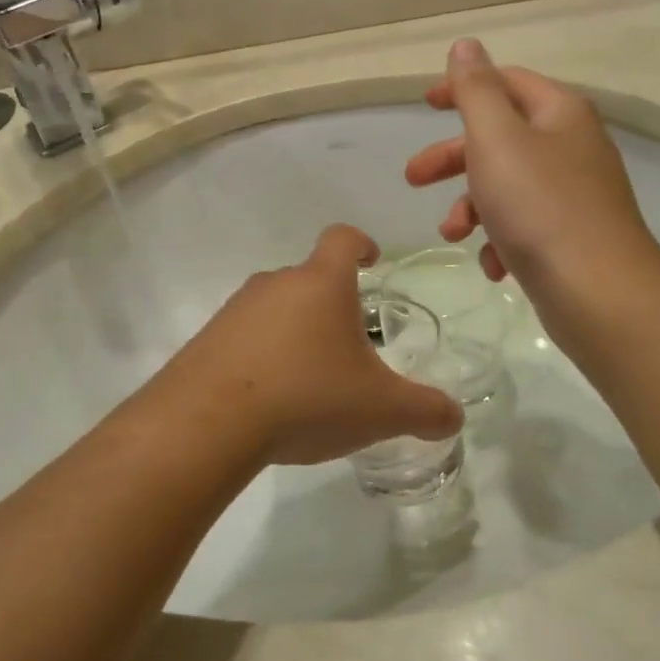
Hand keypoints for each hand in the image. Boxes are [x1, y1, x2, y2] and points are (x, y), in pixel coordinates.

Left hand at [150, 225, 463, 466]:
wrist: (210, 422)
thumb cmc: (308, 396)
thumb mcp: (381, 410)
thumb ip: (426, 411)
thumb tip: (453, 417)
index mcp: (321, 283)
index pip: (343, 239)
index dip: (361, 244)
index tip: (372, 260)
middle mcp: (276, 283)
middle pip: (309, 278)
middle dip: (332, 304)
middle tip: (350, 346)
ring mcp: (235, 310)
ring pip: (275, 308)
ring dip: (295, 331)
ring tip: (309, 378)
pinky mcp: (206, 340)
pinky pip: (243, 337)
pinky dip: (262, 356)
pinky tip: (269, 398)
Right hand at [405, 39, 659, 296]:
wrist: (600, 293)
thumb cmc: (540, 207)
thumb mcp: (496, 139)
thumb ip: (475, 91)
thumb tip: (466, 45)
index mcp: (559, 113)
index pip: (506, 82)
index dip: (462, 88)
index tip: (424, 105)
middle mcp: (571, 147)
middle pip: (500, 138)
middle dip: (453, 158)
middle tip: (413, 179)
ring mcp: (574, 194)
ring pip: (507, 186)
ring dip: (471, 206)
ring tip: (452, 234)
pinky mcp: (571, 237)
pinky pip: (524, 226)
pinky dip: (500, 240)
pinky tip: (493, 266)